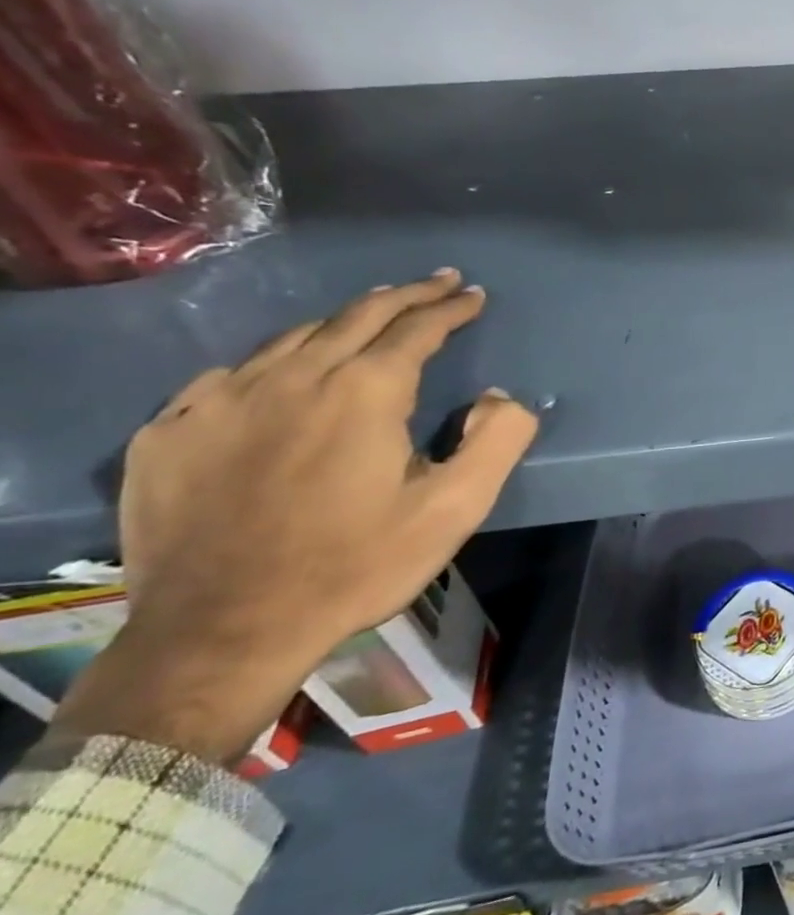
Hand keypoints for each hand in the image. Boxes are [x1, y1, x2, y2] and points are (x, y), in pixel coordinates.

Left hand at [53, 270, 538, 764]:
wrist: (223, 632)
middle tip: (438, 283)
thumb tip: (501, 397)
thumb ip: (497, 440)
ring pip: (293, 337)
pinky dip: (275, 360)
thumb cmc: (357, 565)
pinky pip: (232, 374)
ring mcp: (220, 401)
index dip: (450, 307)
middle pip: (356, 316)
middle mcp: (292, 378)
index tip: (473, 294)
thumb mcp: (455, 509)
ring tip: (372, 314)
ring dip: (343, 320)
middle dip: (405, 295)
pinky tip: (284, 373)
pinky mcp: (171, 432)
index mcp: (364, 392)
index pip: (416, 328)